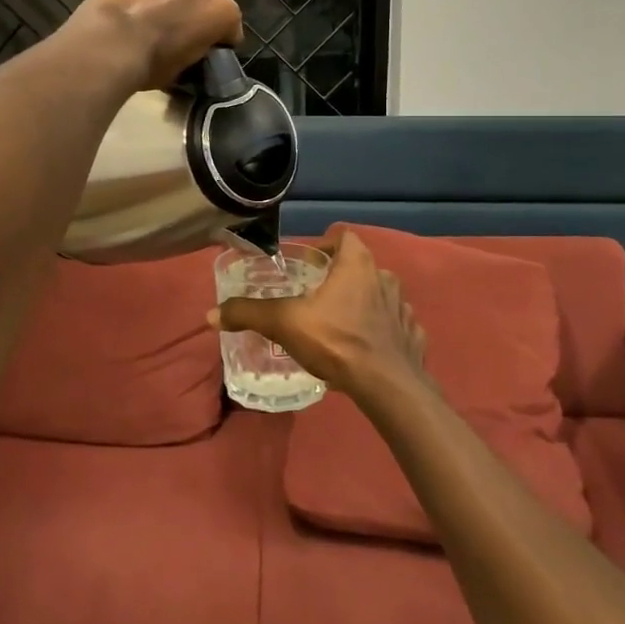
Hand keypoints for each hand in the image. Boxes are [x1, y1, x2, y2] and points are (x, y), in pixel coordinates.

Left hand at [70, 0, 244, 89]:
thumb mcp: (183, 69)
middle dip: (203, 12)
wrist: (111, 43)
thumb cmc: (151, 64)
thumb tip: (191, 48)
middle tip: (183, 32)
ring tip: (164, 8)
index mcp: (224, 13)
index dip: (219, 42)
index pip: (231, 29)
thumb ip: (196, 50)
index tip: (205, 52)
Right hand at [208, 226, 429, 405]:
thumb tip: (212, 314)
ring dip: (362, 304)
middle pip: (360, 267)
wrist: (388, 386)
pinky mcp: (413, 337)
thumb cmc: (337, 340)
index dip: (325, 245)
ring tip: (338, 324)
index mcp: (357, 264)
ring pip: (379, 296)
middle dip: (339, 278)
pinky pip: (395, 325)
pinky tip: (365, 348)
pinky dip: (381, 331)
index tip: (308, 263)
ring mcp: (404, 308)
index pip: (344, 237)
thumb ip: (249, 314)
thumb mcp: (284, 323)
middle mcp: (384, 278)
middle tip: (315, 296)